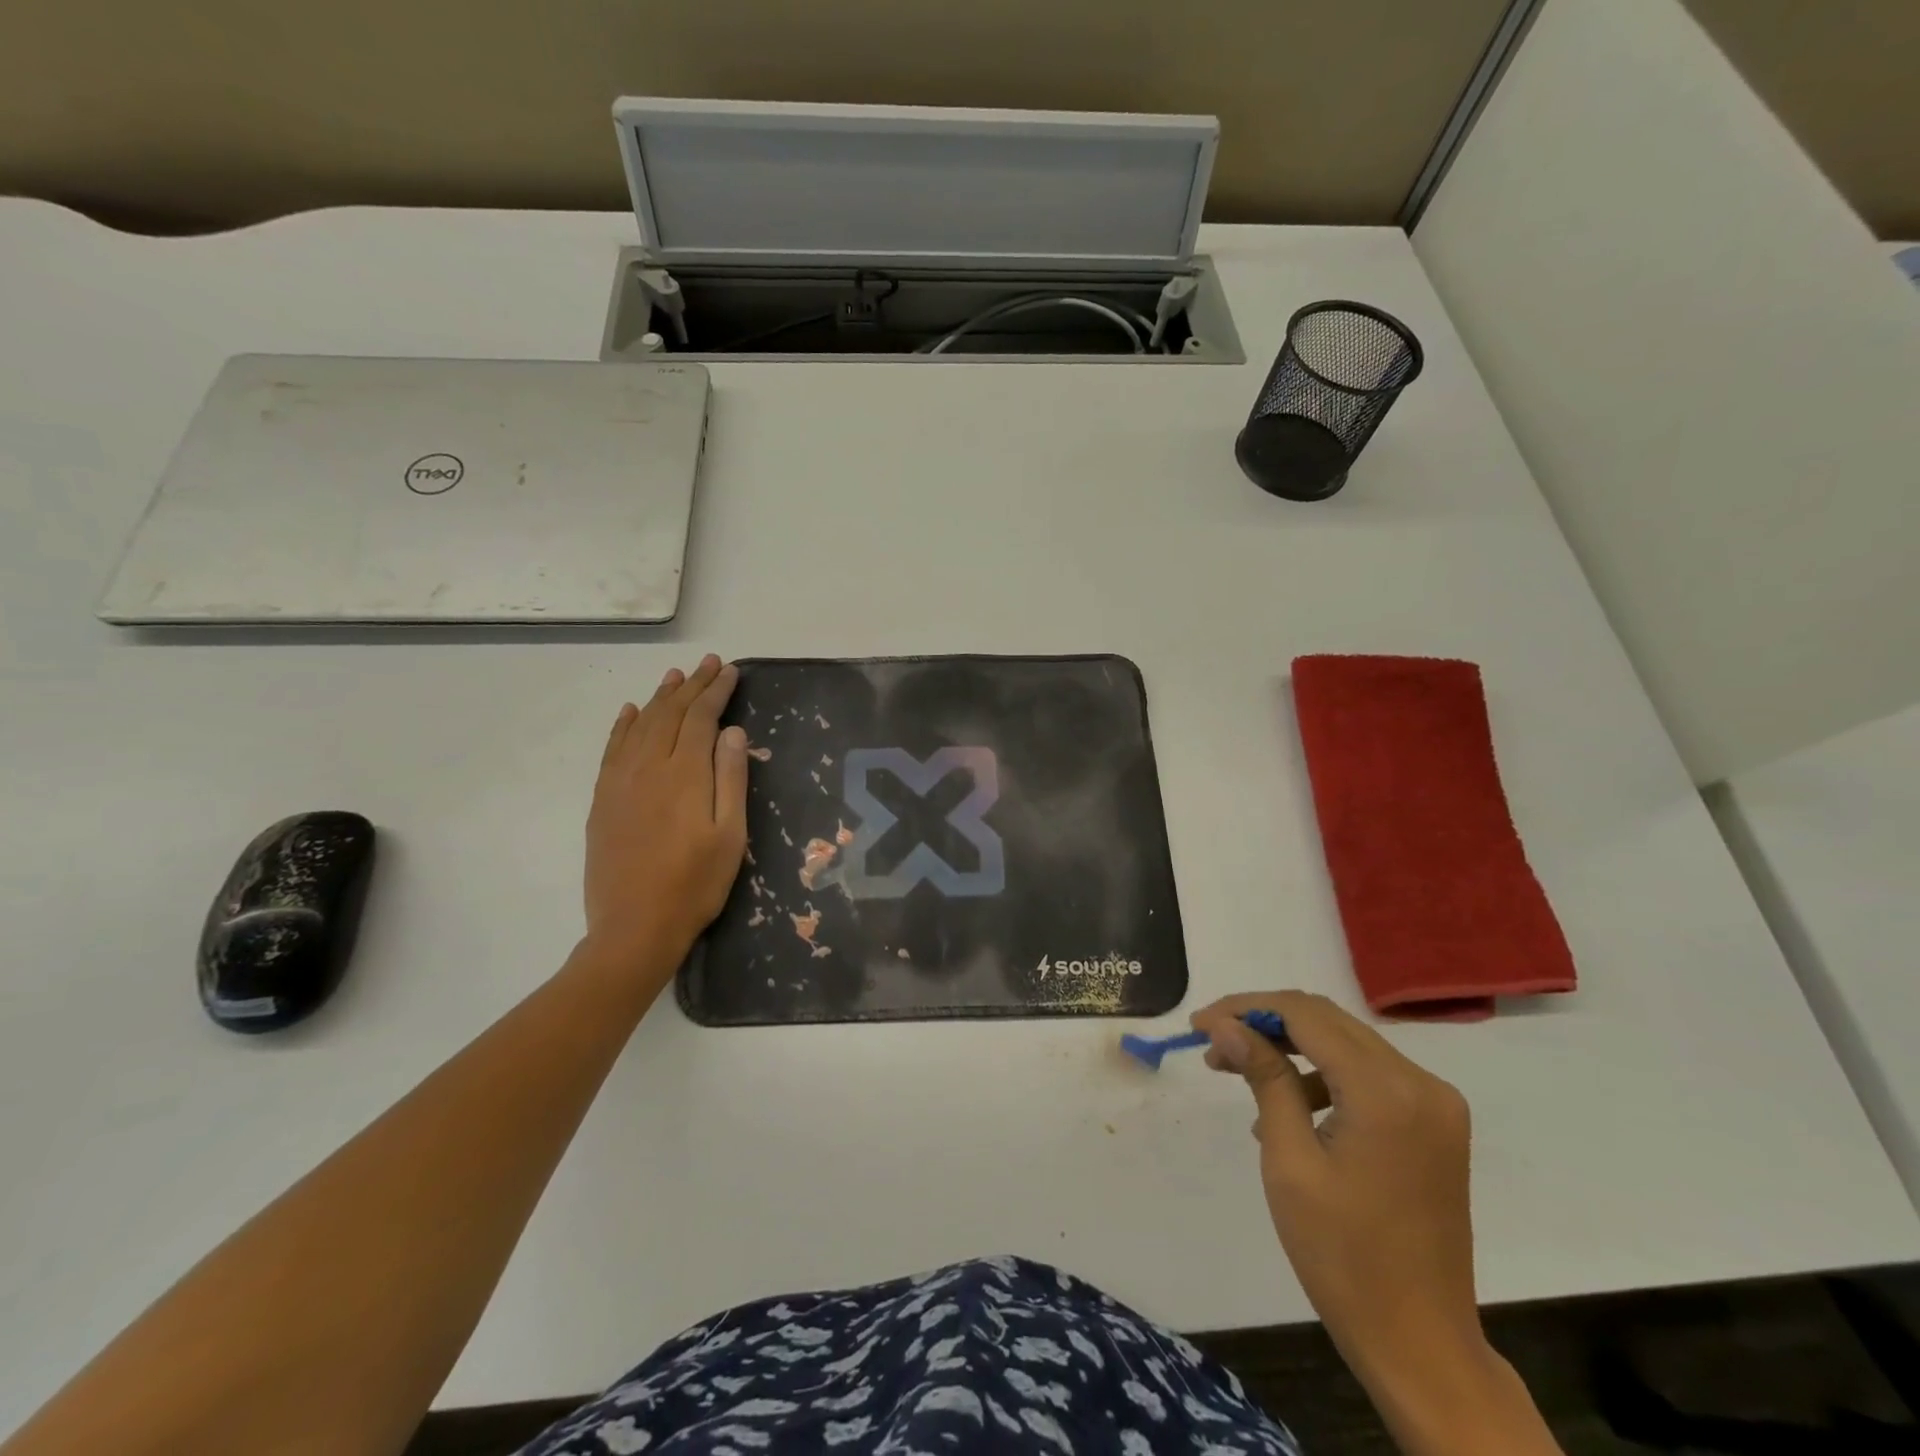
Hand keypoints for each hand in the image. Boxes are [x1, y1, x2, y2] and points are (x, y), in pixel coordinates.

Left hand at [583, 656, 747, 986]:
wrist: (634, 928)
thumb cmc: (695, 884)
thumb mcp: (730, 835)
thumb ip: (731, 779)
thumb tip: (732, 731)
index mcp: (684, 774)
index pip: (701, 718)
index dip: (716, 692)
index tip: (731, 672)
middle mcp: (648, 768)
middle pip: (670, 714)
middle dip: (692, 685)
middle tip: (709, 663)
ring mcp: (619, 782)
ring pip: (641, 725)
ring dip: (660, 697)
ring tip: (675, 676)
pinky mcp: (602, 800)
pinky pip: (612, 749)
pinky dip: (624, 725)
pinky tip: (632, 712)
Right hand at [1193, 993, 1555, 1454]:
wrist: (1421, 1343)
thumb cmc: (1343, 1255)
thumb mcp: (1289, 1160)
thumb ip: (1263, 1078)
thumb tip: (1223, 1023)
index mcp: (1385, 1091)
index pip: (1305, 1015)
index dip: (1246, 1008)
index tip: (1199, 1023)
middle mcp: (1420, 1082)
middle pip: (1327, 1020)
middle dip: (1264, 1022)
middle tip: (1213, 1042)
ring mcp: (1435, 1102)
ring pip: (1346, 1042)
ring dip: (1291, 1046)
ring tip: (1238, 1072)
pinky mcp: (1435, 1122)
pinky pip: (1368, 1073)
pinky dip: (1323, 1074)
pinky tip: (1287, 1106)